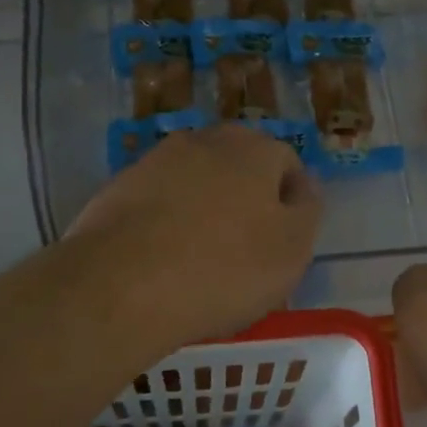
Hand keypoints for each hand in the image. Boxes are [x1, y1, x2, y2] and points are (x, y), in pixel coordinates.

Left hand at [70, 124, 321, 343]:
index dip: (290, 202)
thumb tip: (303, 186)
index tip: (283, 242)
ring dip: (204, 207)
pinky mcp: (119, 187)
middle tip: (245, 248)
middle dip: (246, 198)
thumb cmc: (224, 268)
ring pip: (195, 180)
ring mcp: (156, 160)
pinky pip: (157, 200)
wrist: (121, 285)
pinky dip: (166, 221)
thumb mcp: (292, 249)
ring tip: (200, 257)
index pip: (286, 163)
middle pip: (238, 165)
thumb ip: (307, 210)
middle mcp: (204, 141)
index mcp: (253, 149)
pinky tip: (162, 258)